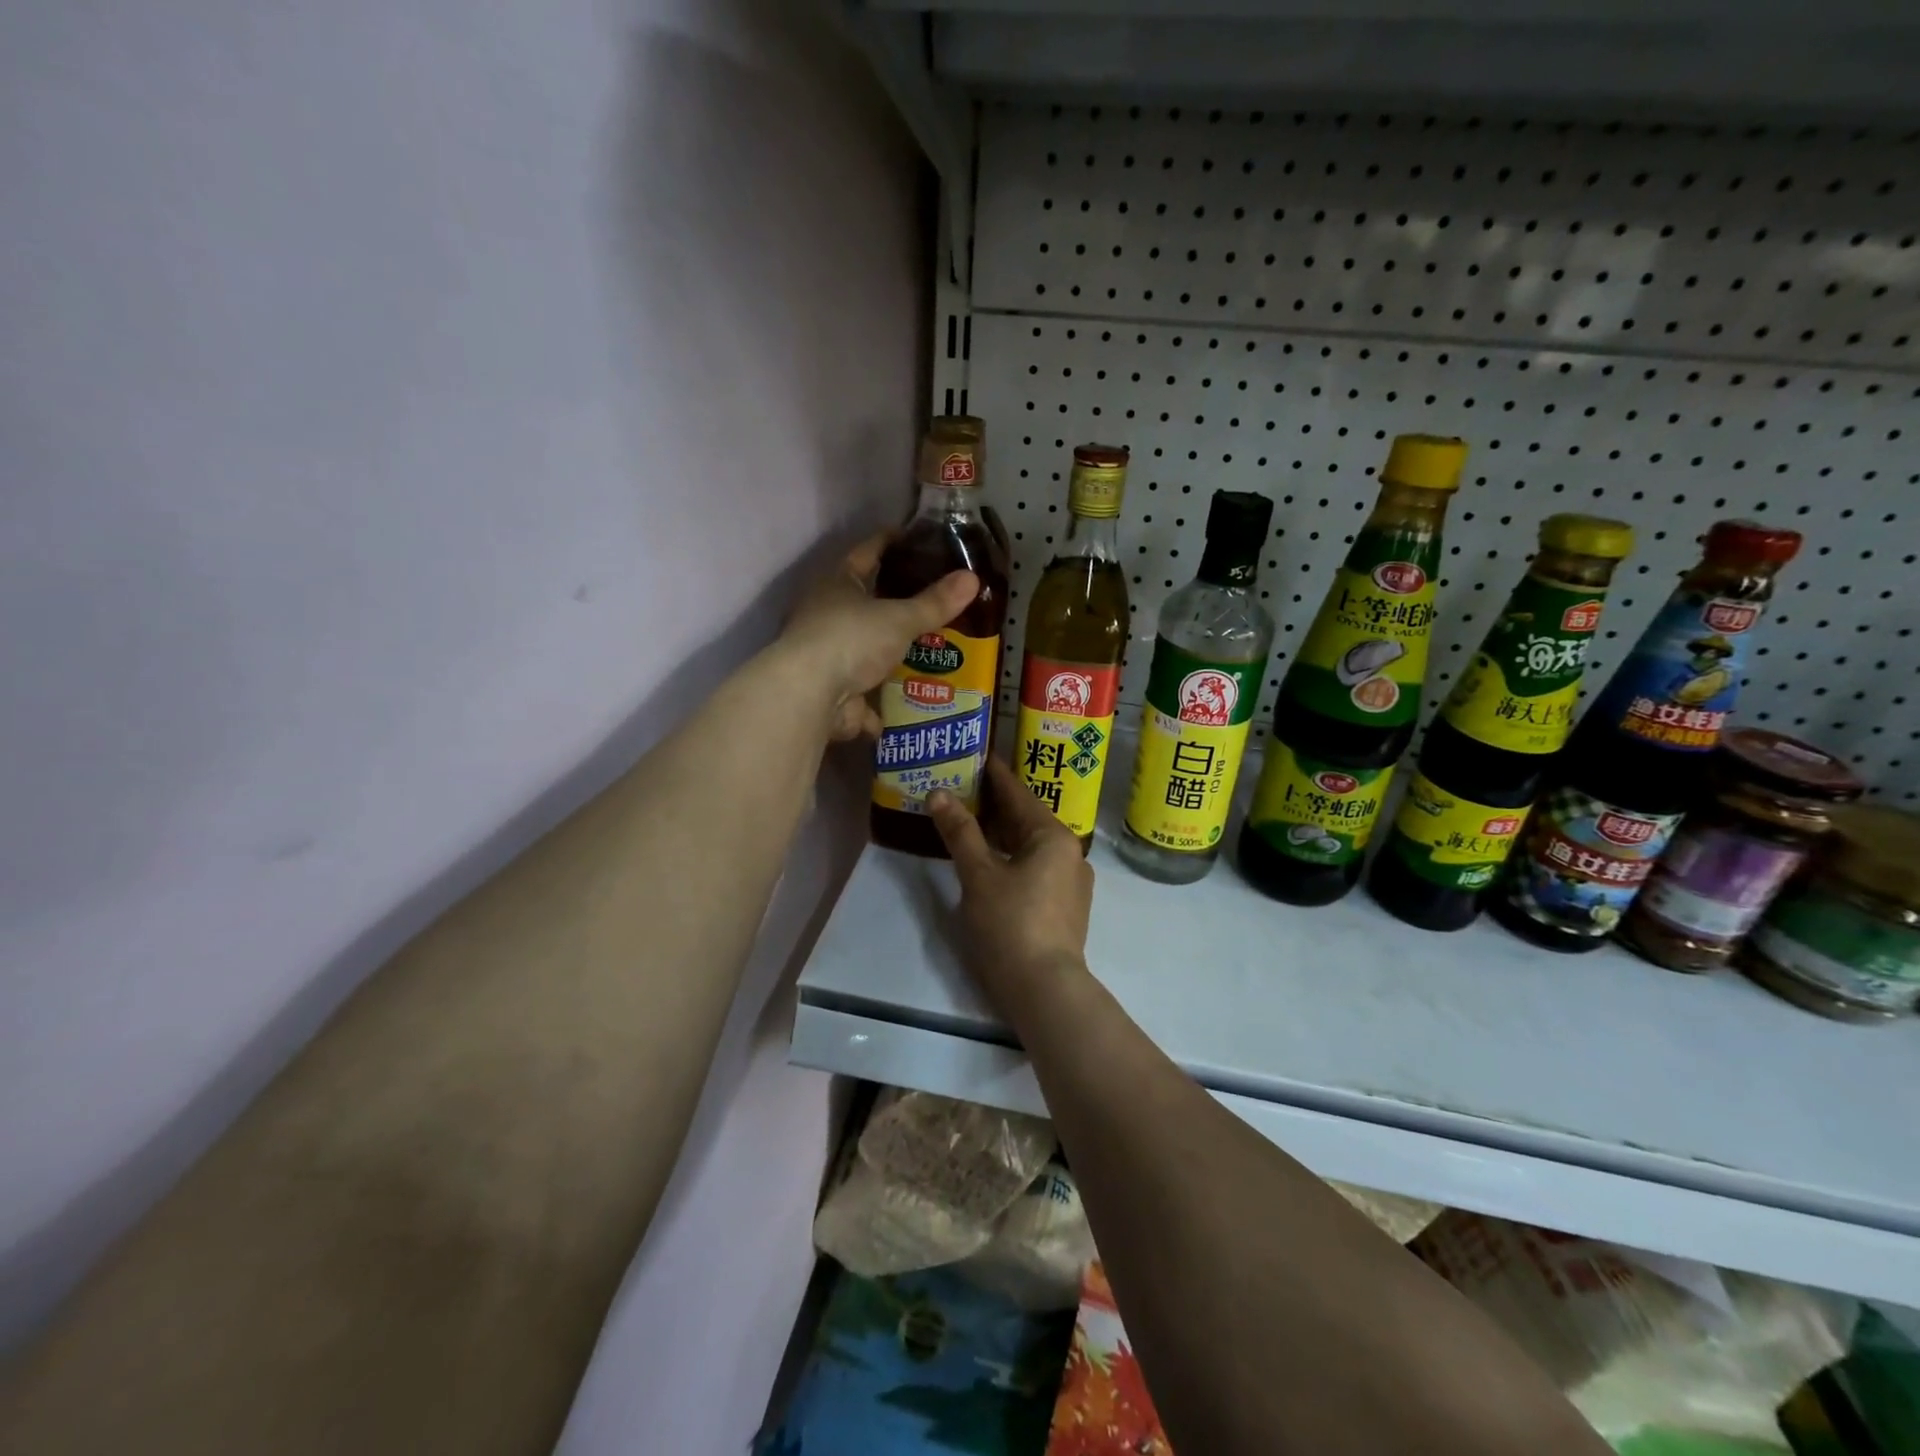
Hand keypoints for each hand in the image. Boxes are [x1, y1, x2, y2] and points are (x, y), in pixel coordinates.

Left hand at [780, 533, 977, 741]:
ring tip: (933, 653)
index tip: (914, 537)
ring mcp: (827, 656)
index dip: (889, 542)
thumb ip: (935, 603)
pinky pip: (864, 695)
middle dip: (897, 605)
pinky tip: (910, 705)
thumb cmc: (850, 640)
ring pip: (866, 651)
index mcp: (837, 584)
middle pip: (866, 603)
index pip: (866, 553)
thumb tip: (972, 577)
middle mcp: (826, 615)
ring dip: (892, 655)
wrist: (809, 696)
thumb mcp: (899, 618)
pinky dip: (882, 702)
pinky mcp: (832, 692)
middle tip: (936, 600)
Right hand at [927, 758, 1094, 1018]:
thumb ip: (960, 832)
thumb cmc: (1010, 924)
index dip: (995, 774)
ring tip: (969, 819)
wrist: (1044, 990)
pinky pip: (1035, 868)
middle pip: (1026, 819)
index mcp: (1054, 837)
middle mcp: (1069, 853)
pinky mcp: (1065, 907)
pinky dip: (1011, 857)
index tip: (976, 753)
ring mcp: (1070, 882)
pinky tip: (989, 860)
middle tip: (962, 784)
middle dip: (994, 804)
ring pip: (1030, 846)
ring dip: (1001, 833)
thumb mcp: (979, 874)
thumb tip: (939, 793)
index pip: (1018, 794)